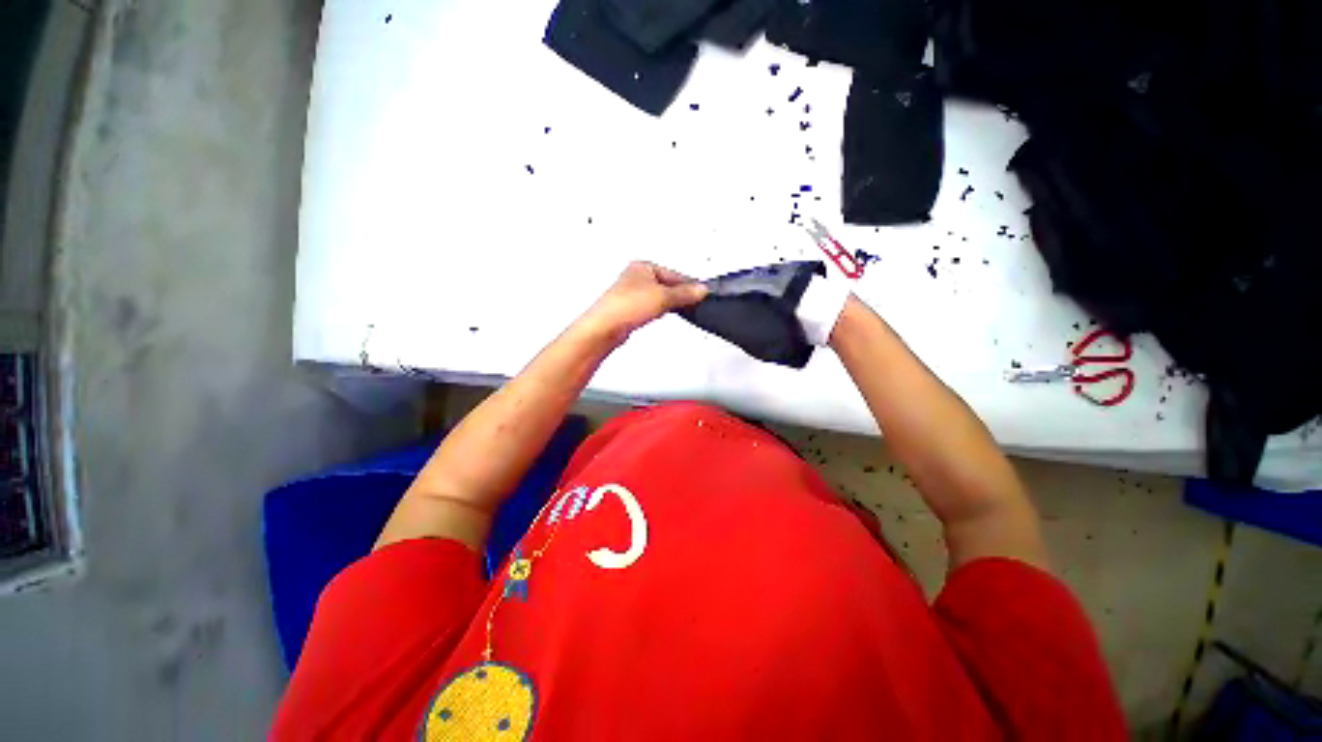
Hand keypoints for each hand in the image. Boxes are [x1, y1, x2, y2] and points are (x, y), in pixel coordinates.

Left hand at [577, 261, 707, 344]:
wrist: (605, 327)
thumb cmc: (624, 306)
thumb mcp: (663, 296)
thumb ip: (685, 293)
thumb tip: (700, 290)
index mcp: (643, 266)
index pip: (674, 273)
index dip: (689, 284)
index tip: (702, 293)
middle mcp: (636, 277)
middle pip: (667, 284)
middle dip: (679, 293)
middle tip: (693, 301)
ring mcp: (632, 294)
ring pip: (659, 297)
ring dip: (669, 303)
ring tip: (676, 309)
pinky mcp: (630, 310)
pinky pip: (651, 308)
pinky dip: (658, 311)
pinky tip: (659, 315)